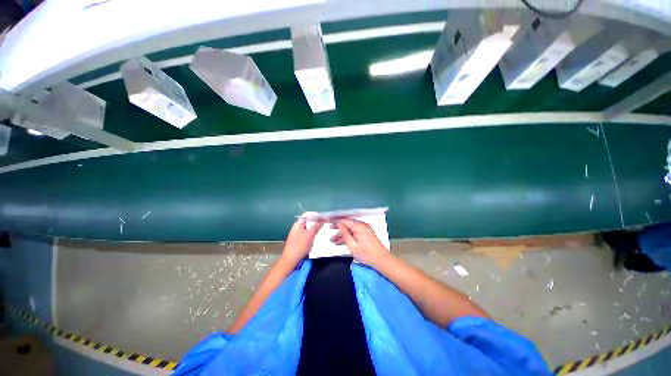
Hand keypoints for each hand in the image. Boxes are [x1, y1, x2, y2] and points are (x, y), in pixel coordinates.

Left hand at [282, 218, 322, 264]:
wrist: (291, 259)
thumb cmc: (299, 246)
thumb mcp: (310, 235)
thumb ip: (316, 227)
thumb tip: (320, 221)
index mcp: (298, 224)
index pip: (307, 215)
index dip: (314, 215)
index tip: (322, 217)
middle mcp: (296, 228)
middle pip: (306, 222)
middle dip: (314, 222)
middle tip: (322, 223)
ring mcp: (296, 234)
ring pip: (306, 228)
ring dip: (313, 228)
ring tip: (320, 230)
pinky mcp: (297, 240)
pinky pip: (305, 234)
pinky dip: (310, 234)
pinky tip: (314, 237)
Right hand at [330, 219, 390, 267]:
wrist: (382, 260)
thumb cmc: (367, 254)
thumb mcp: (352, 245)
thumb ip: (344, 234)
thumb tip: (338, 225)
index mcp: (359, 226)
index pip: (345, 220)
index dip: (336, 221)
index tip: (328, 221)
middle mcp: (362, 225)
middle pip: (347, 225)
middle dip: (338, 229)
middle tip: (329, 232)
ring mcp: (364, 230)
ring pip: (350, 229)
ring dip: (342, 235)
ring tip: (333, 241)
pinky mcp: (366, 234)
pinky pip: (354, 233)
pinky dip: (348, 237)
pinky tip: (341, 242)